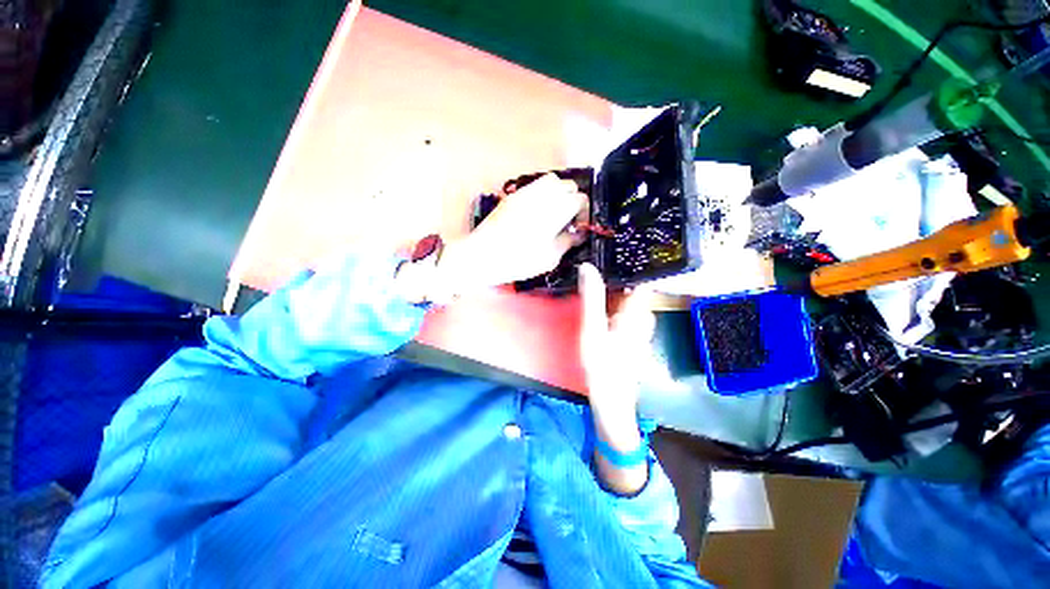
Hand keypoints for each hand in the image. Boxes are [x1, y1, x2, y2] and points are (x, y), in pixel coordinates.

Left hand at [440, 173, 586, 290]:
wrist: (481, 256)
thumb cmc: (518, 260)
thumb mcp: (549, 258)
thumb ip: (568, 242)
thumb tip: (579, 234)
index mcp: (554, 210)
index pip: (580, 199)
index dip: (584, 212)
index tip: (578, 227)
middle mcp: (541, 195)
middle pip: (567, 185)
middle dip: (573, 199)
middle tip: (568, 219)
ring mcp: (525, 193)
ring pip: (551, 181)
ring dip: (558, 193)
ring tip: (554, 213)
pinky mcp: (512, 196)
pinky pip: (535, 187)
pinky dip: (543, 194)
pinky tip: (538, 213)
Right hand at [578, 263, 655, 415]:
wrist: (611, 400)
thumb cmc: (603, 365)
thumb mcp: (592, 329)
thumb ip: (591, 299)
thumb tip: (588, 267)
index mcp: (638, 312)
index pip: (641, 278)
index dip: (631, 262)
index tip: (614, 248)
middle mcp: (643, 317)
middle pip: (634, 287)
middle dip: (618, 273)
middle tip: (598, 259)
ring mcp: (639, 328)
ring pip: (629, 299)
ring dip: (614, 287)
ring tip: (596, 276)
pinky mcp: (631, 336)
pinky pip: (624, 310)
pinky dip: (614, 301)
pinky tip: (600, 301)